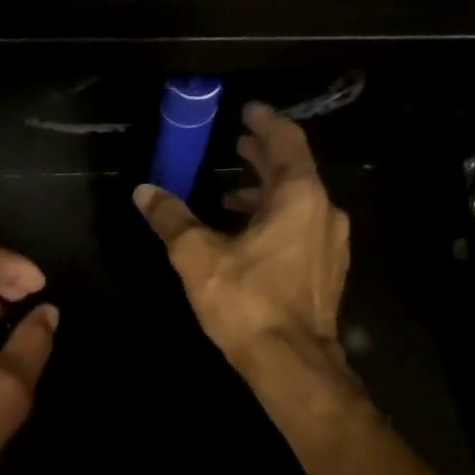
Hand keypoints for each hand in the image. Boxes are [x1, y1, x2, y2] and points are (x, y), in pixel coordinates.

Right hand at [134, 102, 351, 380]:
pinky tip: (249, 239)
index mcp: (298, 197)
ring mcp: (330, 244)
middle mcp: (324, 212)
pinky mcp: (326, 271)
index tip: (248, 111)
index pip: (286, 142)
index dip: (265, 123)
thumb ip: (171, 219)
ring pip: (298, 203)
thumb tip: (143, 191)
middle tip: (237, 145)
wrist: (291, 362)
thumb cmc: (246, 301)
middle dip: (263, 156)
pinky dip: (276, 220)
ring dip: (266, 193)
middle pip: (294, 171)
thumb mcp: (197, 256)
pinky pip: (302, 228)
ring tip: (230, 196)